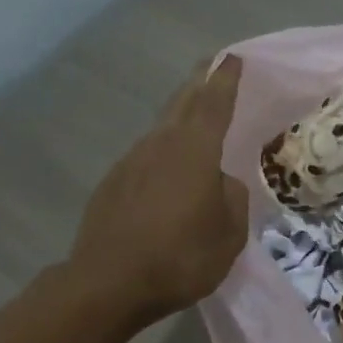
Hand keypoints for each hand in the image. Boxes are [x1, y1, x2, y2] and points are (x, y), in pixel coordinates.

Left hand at [68, 56, 248, 322]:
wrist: (108, 284)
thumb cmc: (180, 257)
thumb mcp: (229, 234)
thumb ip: (233, 198)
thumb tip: (222, 182)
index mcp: (194, 153)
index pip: (214, 104)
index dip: (225, 80)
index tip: (233, 57)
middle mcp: (160, 146)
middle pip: (182, 104)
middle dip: (199, 83)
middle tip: (212, 67)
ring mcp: (131, 162)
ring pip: (162, 129)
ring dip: (180, 117)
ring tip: (196, 117)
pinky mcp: (113, 183)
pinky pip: (146, 156)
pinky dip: (163, 150)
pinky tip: (169, 168)